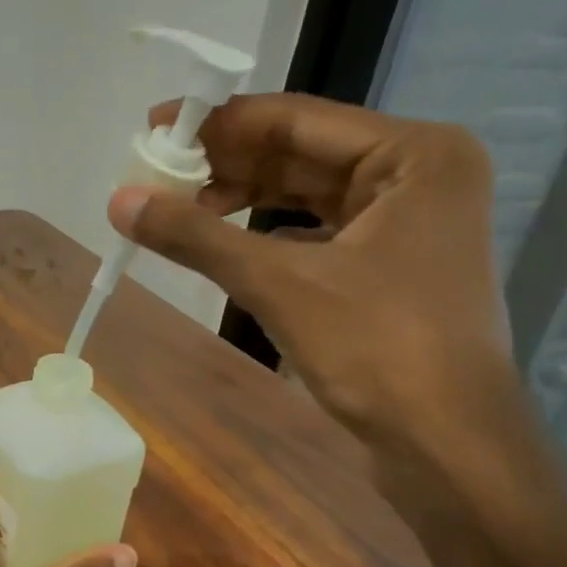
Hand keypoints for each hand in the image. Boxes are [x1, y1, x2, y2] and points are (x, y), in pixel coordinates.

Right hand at [109, 93, 511, 442]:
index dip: (218, 123)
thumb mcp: (279, 283)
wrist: (447, 446)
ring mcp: (407, 221)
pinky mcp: (389, 264)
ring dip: (241, 200)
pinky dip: (265, 234)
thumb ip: (197, 236)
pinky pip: (313, 231)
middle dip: (226, 165)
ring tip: (178, 211)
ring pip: (304, 194)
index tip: (154, 128)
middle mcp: (417, 174)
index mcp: (414, 154)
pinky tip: (223, 246)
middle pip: (300, 153)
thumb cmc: (379, 349)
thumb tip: (118, 201)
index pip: (296, 120)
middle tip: (156, 175)